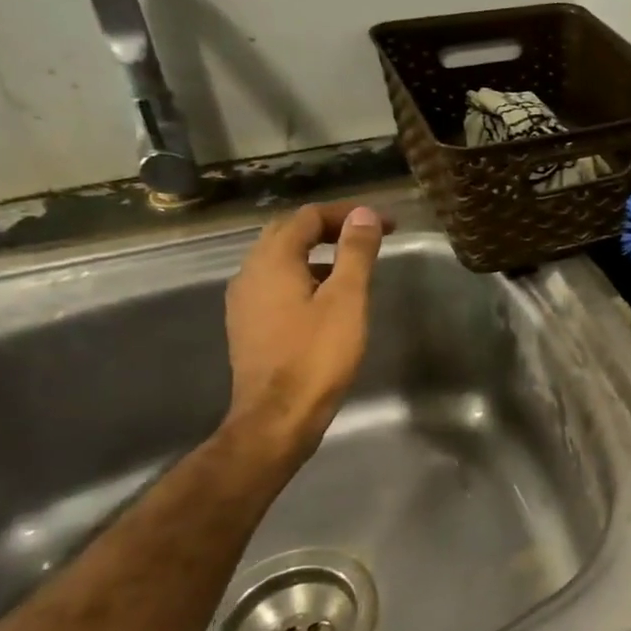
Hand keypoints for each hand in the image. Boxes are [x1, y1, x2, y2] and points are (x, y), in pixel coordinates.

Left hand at [221, 202, 386, 461]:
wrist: (278, 416)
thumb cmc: (317, 355)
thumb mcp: (347, 299)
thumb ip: (355, 253)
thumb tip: (364, 216)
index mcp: (273, 261)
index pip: (308, 217)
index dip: (348, 214)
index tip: (385, 223)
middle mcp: (250, 273)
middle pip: (288, 233)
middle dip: (330, 228)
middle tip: (368, 235)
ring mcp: (245, 300)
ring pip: (280, 259)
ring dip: (317, 252)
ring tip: (353, 264)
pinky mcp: (248, 324)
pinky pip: (276, 284)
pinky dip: (305, 275)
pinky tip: (327, 297)